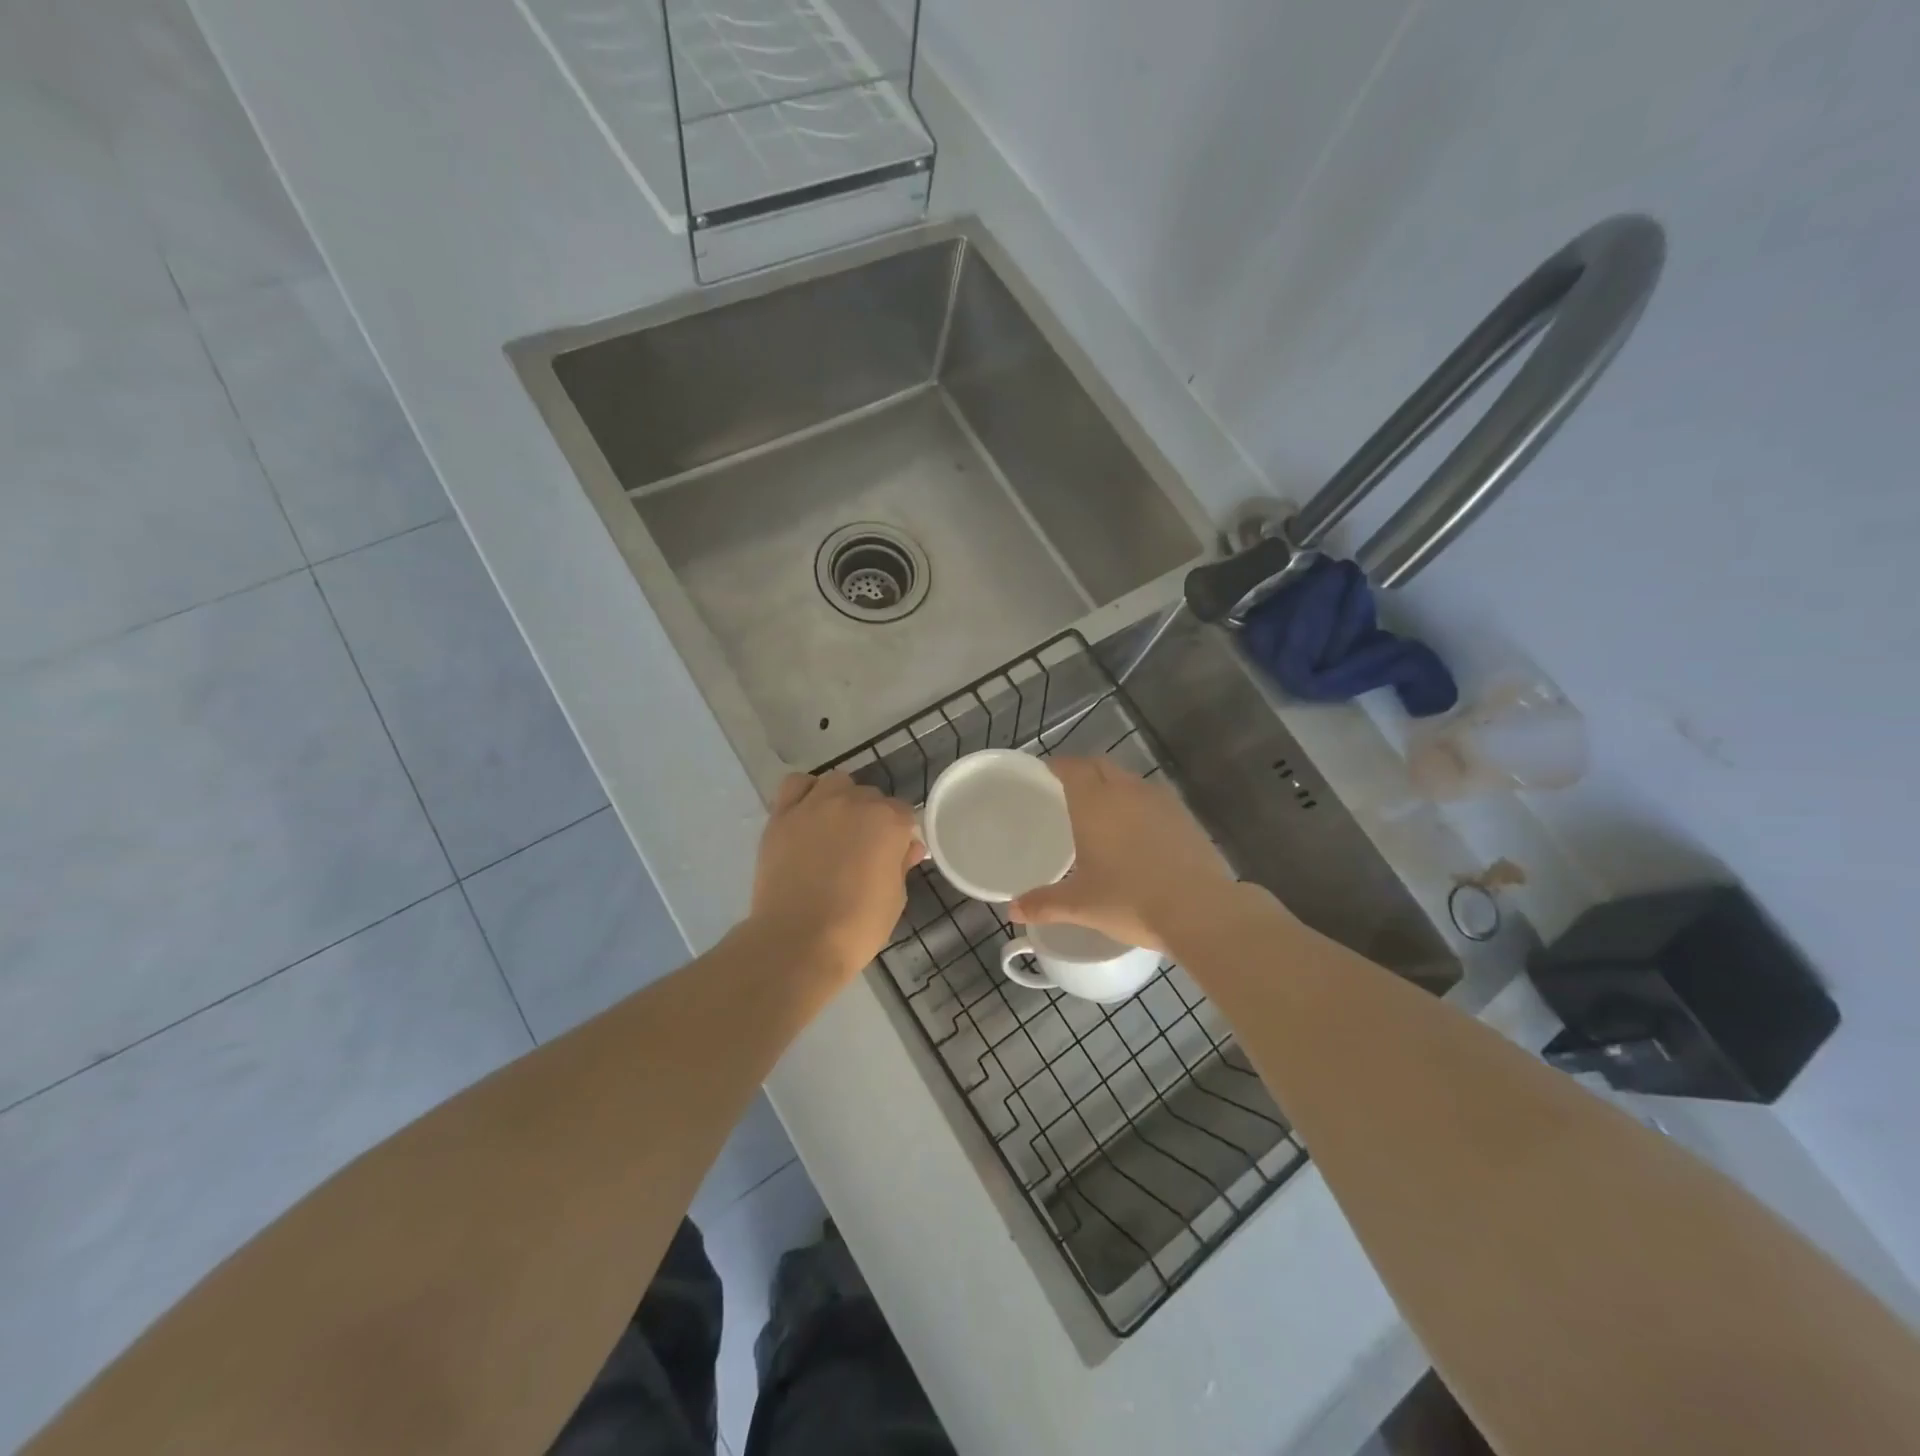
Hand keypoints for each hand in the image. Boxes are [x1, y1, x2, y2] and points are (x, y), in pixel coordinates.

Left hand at [750, 772, 923, 982]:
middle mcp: (853, 801)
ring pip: (836, 783)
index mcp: (888, 821)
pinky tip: (807, 814)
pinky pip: (796, 785)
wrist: (797, 941)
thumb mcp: (895, 898)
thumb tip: (908, 847)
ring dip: (842, 799)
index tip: (894, 855)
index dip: (900, 835)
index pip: (903, 813)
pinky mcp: (782, 815)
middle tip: (863, 849)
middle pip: (870, 796)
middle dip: (872, 818)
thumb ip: (901, 864)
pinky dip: (805, 793)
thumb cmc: (857, 927)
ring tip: (835, 828)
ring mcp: (814, 804)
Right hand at [1010, 757, 1238, 952]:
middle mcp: (1126, 791)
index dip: (1057, 766)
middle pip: (1100, 766)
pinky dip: (1138, 804)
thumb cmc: (1130, 900)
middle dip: (1083, 771)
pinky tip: (1137, 831)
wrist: (1200, 910)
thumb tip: (1012, 911)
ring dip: (1112, 786)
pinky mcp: (1185, 816)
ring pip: (1129, 780)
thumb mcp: (1080, 905)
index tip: (1045, 773)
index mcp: (1095, 803)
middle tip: (1067, 790)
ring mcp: (1160, 801)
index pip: (1072, 767)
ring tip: (1102, 811)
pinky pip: (1153, 798)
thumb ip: (1043, 903)